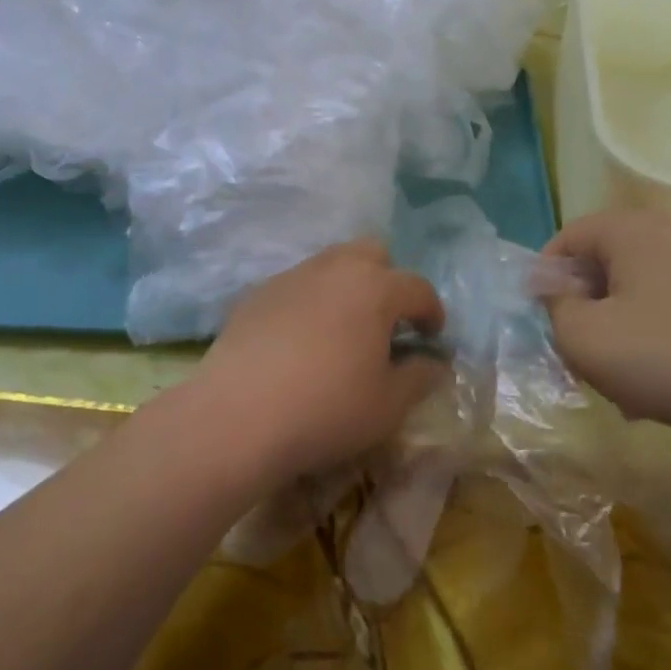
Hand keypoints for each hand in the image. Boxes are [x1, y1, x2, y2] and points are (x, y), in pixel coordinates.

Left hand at [191, 241, 449, 480]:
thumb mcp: (389, 405)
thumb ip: (420, 376)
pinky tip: (301, 340)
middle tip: (387, 321)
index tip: (432, 337)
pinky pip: (296, 285)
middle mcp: (335, 269)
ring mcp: (292, 277)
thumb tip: (434, 362)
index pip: (418, 288)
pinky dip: (310, 302)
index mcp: (375, 288)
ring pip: (331, 264)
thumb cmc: (326, 409)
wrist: (237, 416)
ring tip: (344, 329)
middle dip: (388, 279)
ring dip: (347, 287)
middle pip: (372, 253)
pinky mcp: (256, 294)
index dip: (432, 312)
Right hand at [541, 210, 670, 451]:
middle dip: (583, 309)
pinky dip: (654, 342)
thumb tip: (552, 288)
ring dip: (617, 331)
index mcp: (629, 230)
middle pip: (602, 265)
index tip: (544, 324)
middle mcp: (669, 236)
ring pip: (636, 293)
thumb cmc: (666, 358)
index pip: (566, 239)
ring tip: (620, 382)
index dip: (544, 279)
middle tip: (579, 354)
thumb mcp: (584, 338)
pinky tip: (660, 388)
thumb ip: (554, 307)